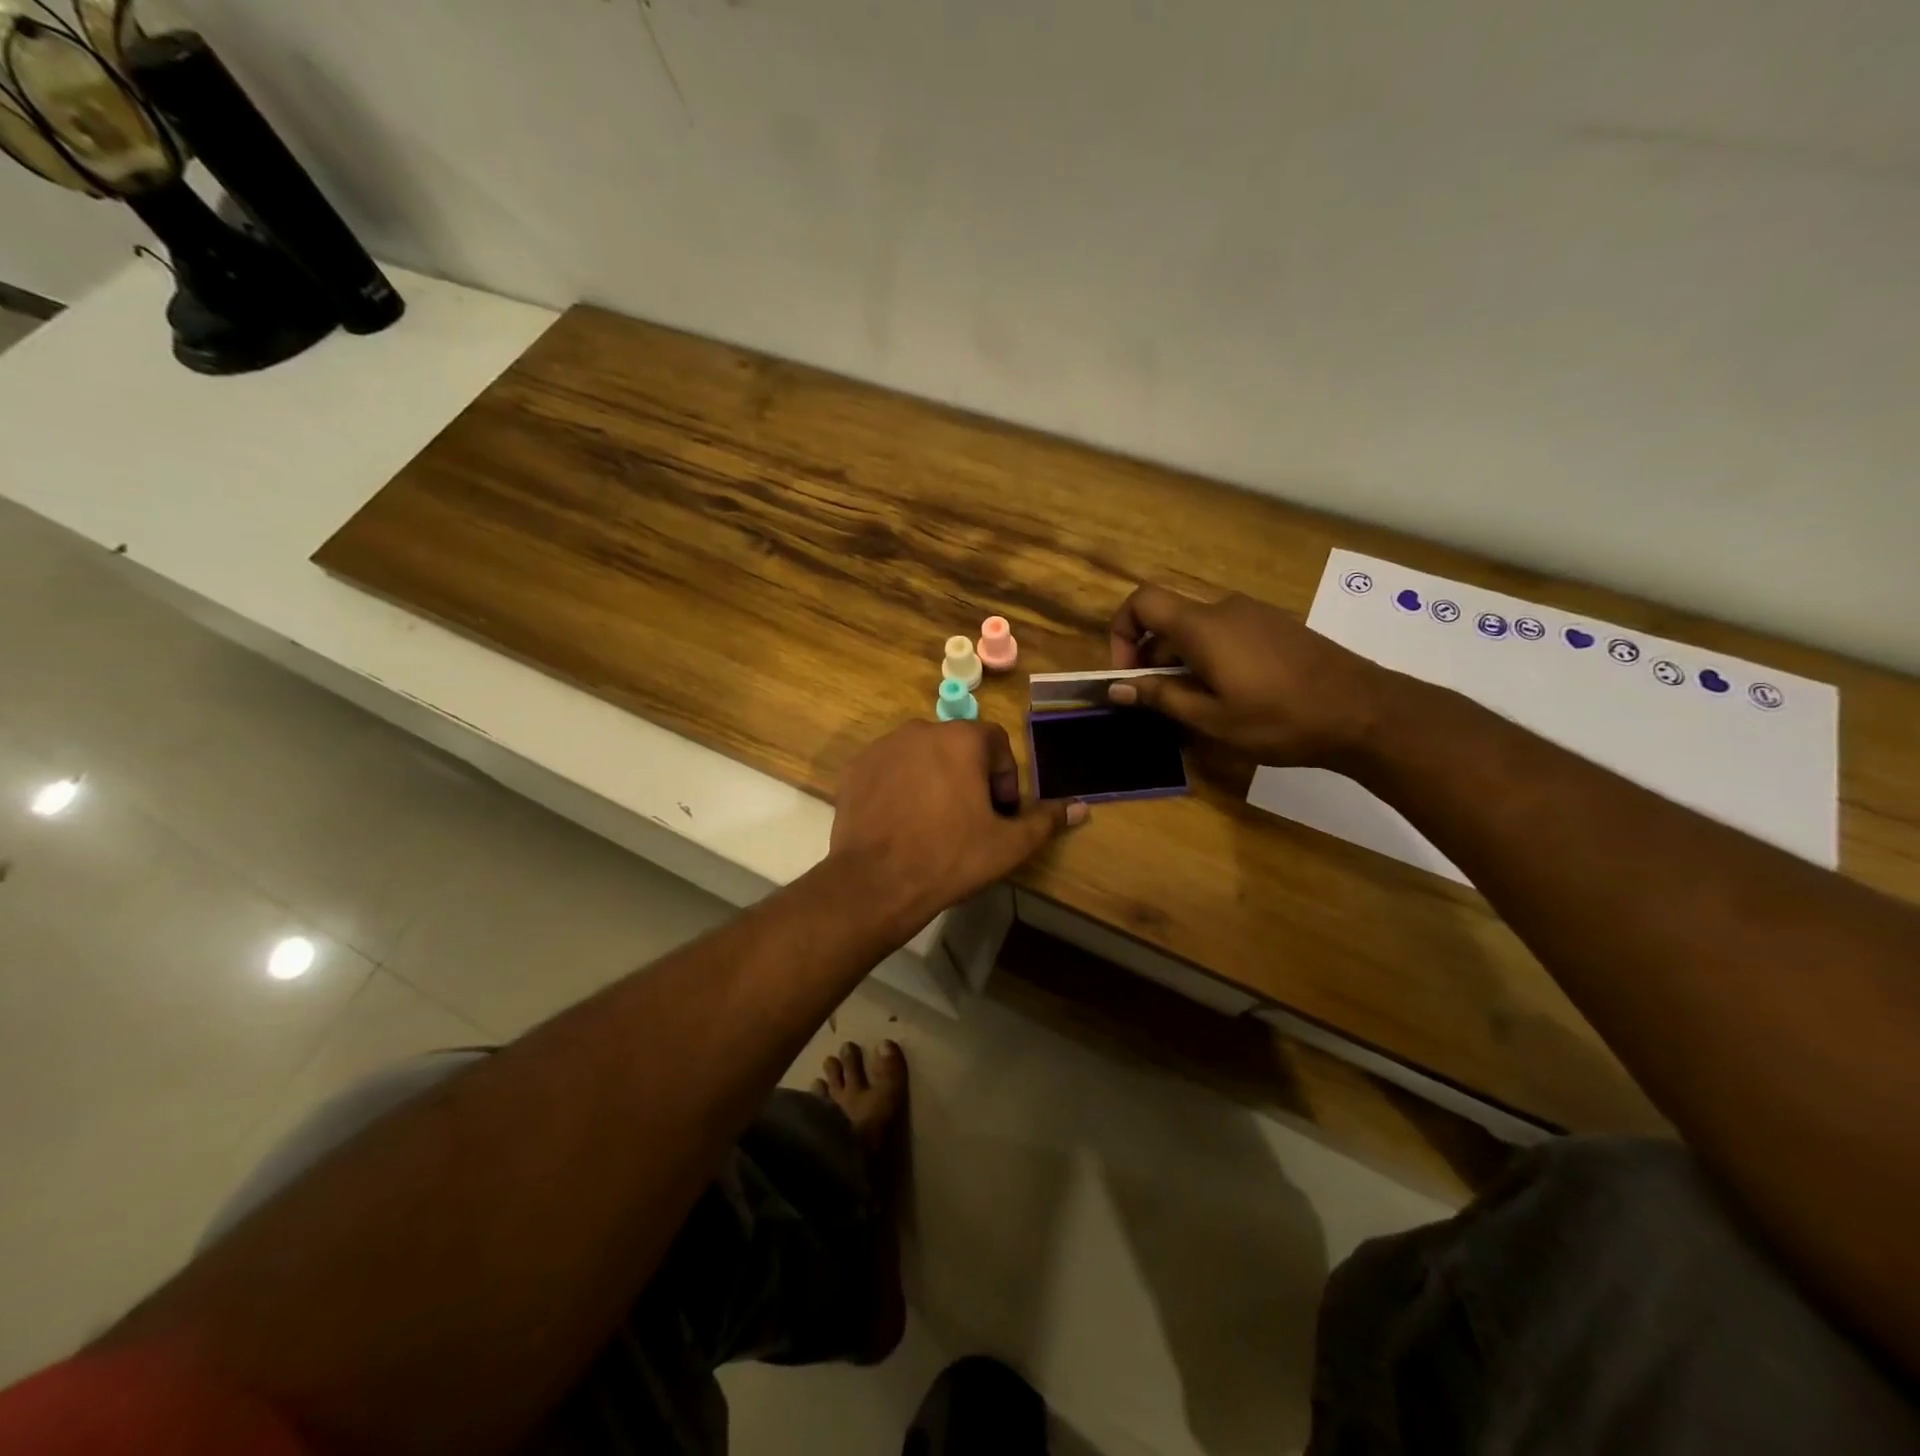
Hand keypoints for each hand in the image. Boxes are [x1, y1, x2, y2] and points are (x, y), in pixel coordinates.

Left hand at [829, 720, 1085, 930]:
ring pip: (922, 756)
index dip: (1003, 777)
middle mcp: (921, 729)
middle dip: (969, 777)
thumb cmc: (950, 858)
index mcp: (961, 738)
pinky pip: (889, 769)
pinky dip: (900, 787)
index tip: (997, 812)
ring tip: (932, 822)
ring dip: (934, 779)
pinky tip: (900, 822)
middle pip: (957, 747)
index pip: (995, 742)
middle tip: (968, 819)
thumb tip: (1082, 807)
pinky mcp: (855, 767)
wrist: (875, 883)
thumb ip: (1046, 820)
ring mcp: (883, 746)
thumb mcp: (1008, 845)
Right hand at [1107, 584, 1399, 765]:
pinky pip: (1226, 634)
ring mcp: (1255, 615)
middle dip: (1152, 658)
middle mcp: (1224, 609)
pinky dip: (1210, 658)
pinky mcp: (1276, 627)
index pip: (1142, 602)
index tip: (1128, 674)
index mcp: (1203, 626)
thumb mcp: (1212, 718)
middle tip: (1159, 703)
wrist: (1364, 711)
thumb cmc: (1279, 718)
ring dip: (1182, 662)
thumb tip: (1117, 687)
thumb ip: (1160, 697)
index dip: (1122, 632)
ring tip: (1196, 707)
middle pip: (1169, 620)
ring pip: (1198, 630)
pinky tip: (1230, 697)